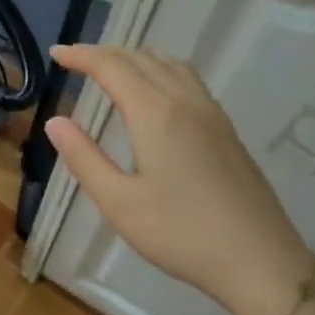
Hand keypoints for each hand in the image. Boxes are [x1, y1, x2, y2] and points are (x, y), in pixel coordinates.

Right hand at [44, 44, 314, 314]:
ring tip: (111, 71)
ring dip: (135, 59)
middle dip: (105, 54)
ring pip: (170, 65)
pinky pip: (188, 80)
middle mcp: (185, 102)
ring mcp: (212, 114)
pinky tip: (155, 94)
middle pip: (142, 59)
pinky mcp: (226, 130)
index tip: (56, 54)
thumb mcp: (118, 202)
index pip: (112, 67)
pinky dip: (160, 71)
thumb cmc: (180, 233)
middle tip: (75, 62)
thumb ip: (83, 157)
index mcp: (156, 114)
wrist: (259, 260)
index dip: (81, 56)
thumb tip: (55, 121)